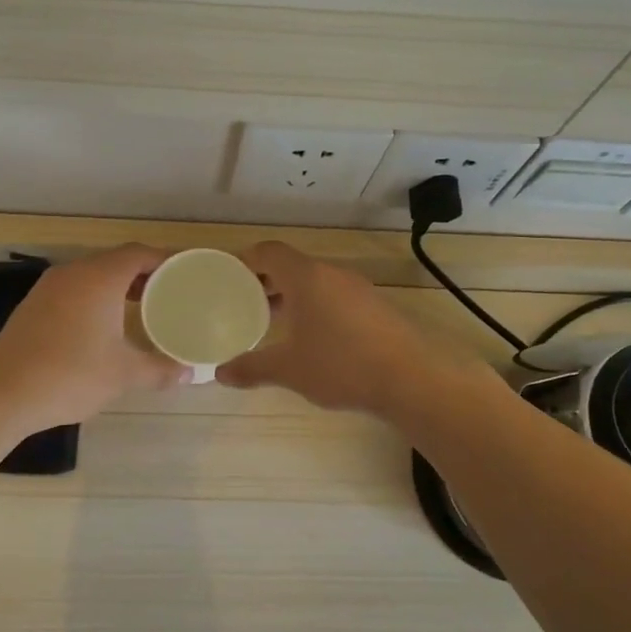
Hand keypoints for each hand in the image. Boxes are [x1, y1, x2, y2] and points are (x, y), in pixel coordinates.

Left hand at [0, 245, 190, 432]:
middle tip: (170, 293)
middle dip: (145, 274)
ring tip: (142, 308)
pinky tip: (104, 324)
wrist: (1, 394)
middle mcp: (74, 273)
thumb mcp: (123, 375)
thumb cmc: (70, 375)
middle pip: (116, 261)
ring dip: (118, 286)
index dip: (166, 260)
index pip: (140, 254)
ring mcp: (49, 287)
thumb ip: (160, 369)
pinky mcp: (34, 305)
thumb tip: (190, 374)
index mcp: (100, 278)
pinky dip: (96, 297)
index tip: (186, 274)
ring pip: (93, 275)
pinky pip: (75, 289)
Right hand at [216, 241, 470, 415]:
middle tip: (245, 300)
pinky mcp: (375, 306)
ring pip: (315, 281)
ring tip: (274, 320)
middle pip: (292, 264)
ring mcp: (358, 288)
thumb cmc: (340, 366)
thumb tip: (221, 374)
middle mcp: (332, 274)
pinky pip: (335, 295)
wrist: (409, 379)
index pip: (270, 252)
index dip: (246, 259)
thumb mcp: (289, 370)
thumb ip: (252, 368)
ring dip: (292, 294)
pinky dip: (315, 305)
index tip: (229, 275)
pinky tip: (312, 335)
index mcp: (306, 277)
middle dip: (266, 280)